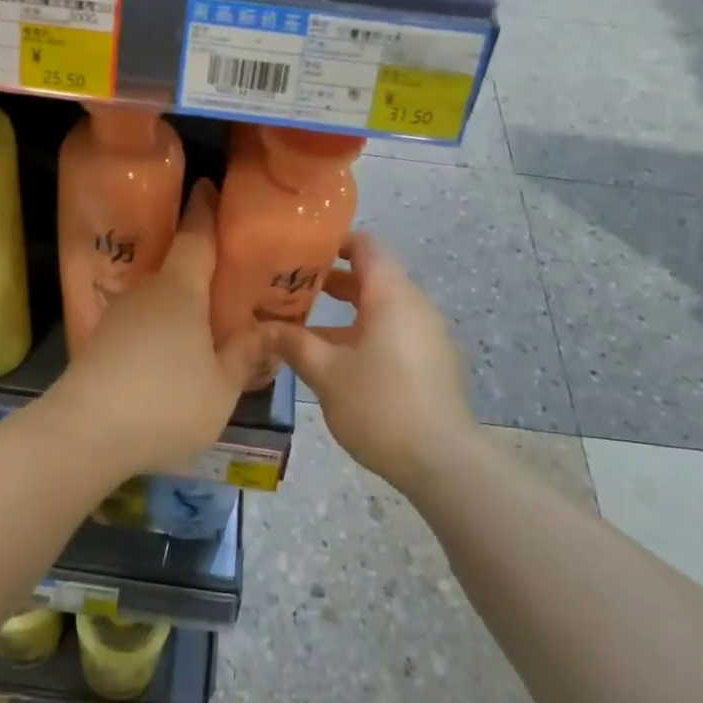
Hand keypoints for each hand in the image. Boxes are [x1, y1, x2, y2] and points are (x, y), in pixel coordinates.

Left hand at [48, 181, 268, 480]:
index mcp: (180, 290)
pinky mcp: (100, 344)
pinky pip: (140, 325)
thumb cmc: (165, 403)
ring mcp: (117, 317)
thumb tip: (266, 331)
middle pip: (176, 268)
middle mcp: (146, 292)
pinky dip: (159, 331)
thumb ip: (244, 355)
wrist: (84, 433)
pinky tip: (170, 357)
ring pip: (157, 301)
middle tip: (228, 277)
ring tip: (205, 325)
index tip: (208, 187)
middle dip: (200, 268)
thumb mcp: (221, 387)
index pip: (196, 236)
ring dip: (179, 307)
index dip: (205, 211)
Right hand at [270, 233, 476, 490]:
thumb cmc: (380, 405)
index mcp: (391, 295)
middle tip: (290, 285)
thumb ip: (292, 343)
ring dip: (346, 309)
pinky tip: (336, 356)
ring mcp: (427, 334)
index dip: (332, 241)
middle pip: (373, 275)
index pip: (365, 245)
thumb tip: (260, 327)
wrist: (441, 461)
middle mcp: (414, 305)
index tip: (299, 249)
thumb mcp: (325, 373)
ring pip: (382, 306)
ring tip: (304, 322)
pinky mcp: (431, 360)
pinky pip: (393, 329)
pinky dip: (364, 330)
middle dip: (331, 278)